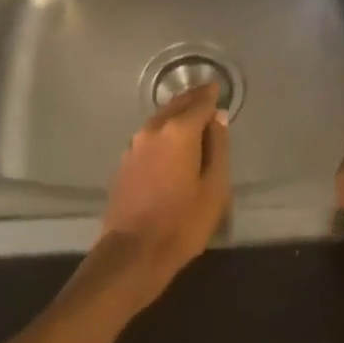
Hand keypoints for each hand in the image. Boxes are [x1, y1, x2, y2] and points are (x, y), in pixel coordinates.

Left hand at [97, 82, 231, 309]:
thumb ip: (218, 148)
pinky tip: (171, 139)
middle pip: (176, 105)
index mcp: (178, 131)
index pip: (199, 103)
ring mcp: (135, 145)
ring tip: (191, 113)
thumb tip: (218, 118)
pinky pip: (150, 134)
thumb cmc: (182, 222)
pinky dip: (163, 129)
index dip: (211, 95)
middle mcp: (153, 130)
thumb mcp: (214, 187)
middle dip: (192, 98)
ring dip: (176, 112)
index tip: (218, 89)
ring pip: (160, 118)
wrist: (133, 253)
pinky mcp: (125, 161)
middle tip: (206, 93)